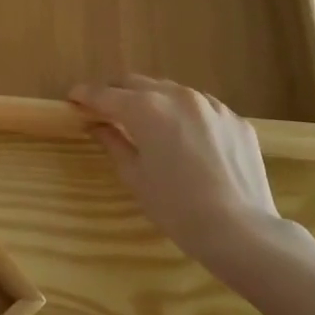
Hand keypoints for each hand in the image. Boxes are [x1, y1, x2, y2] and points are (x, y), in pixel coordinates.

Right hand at [70, 76, 294, 279]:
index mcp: (146, 108)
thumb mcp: (135, 176)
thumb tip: (97, 125)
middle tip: (103, 109)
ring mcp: (211, 105)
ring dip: (151, 100)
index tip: (72, 98)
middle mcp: (178, 96)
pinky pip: (200, 108)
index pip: (105, 94)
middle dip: (116, 92)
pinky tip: (183, 137)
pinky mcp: (235, 119)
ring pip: (170, 91)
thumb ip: (113, 142)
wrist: (241, 231)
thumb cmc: (177, 208)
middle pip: (136, 83)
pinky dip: (183, 115)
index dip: (85, 94)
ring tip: (144, 121)